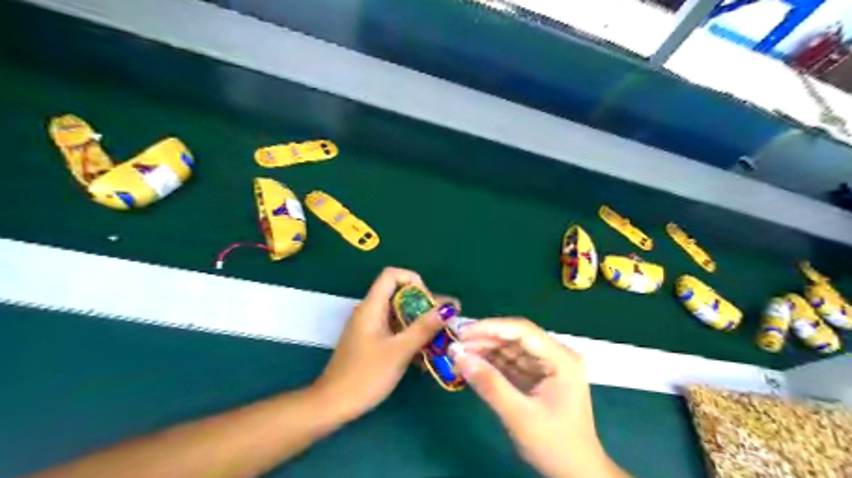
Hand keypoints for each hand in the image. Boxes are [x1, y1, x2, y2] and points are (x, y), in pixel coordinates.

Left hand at [311, 270, 459, 420]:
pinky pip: (395, 332)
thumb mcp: (399, 351)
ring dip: (421, 324)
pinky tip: (426, 355)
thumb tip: (448, 308)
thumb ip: (423, 328)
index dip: (413, 281)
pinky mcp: (372, 343)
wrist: (333, 405)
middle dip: (425, 305)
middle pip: (400, 295)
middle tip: (446, 321)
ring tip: (443, 338)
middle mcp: (371, 312)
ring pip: (400, 315)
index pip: (392, 275)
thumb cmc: (365, 375)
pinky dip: (411, 337)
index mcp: (372, 307)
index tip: (429, 302)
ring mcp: (371, 328)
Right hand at [453, 318, 624, 477]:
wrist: (577, 474)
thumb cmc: (555, 445)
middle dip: (484, 341)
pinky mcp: (538, 377)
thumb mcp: (519, 415)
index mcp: (561, 358)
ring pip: (511, 349)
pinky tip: (473, 365)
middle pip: (515, 338)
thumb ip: (489, 384)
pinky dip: (492, 364)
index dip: (490, 328)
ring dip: (485, 351)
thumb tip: (458, 356)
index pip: (522, 331)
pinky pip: (511, 363)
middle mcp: (556, 355)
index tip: (462, 332)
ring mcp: (548, 366)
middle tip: (455, 346)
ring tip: (458, 355)